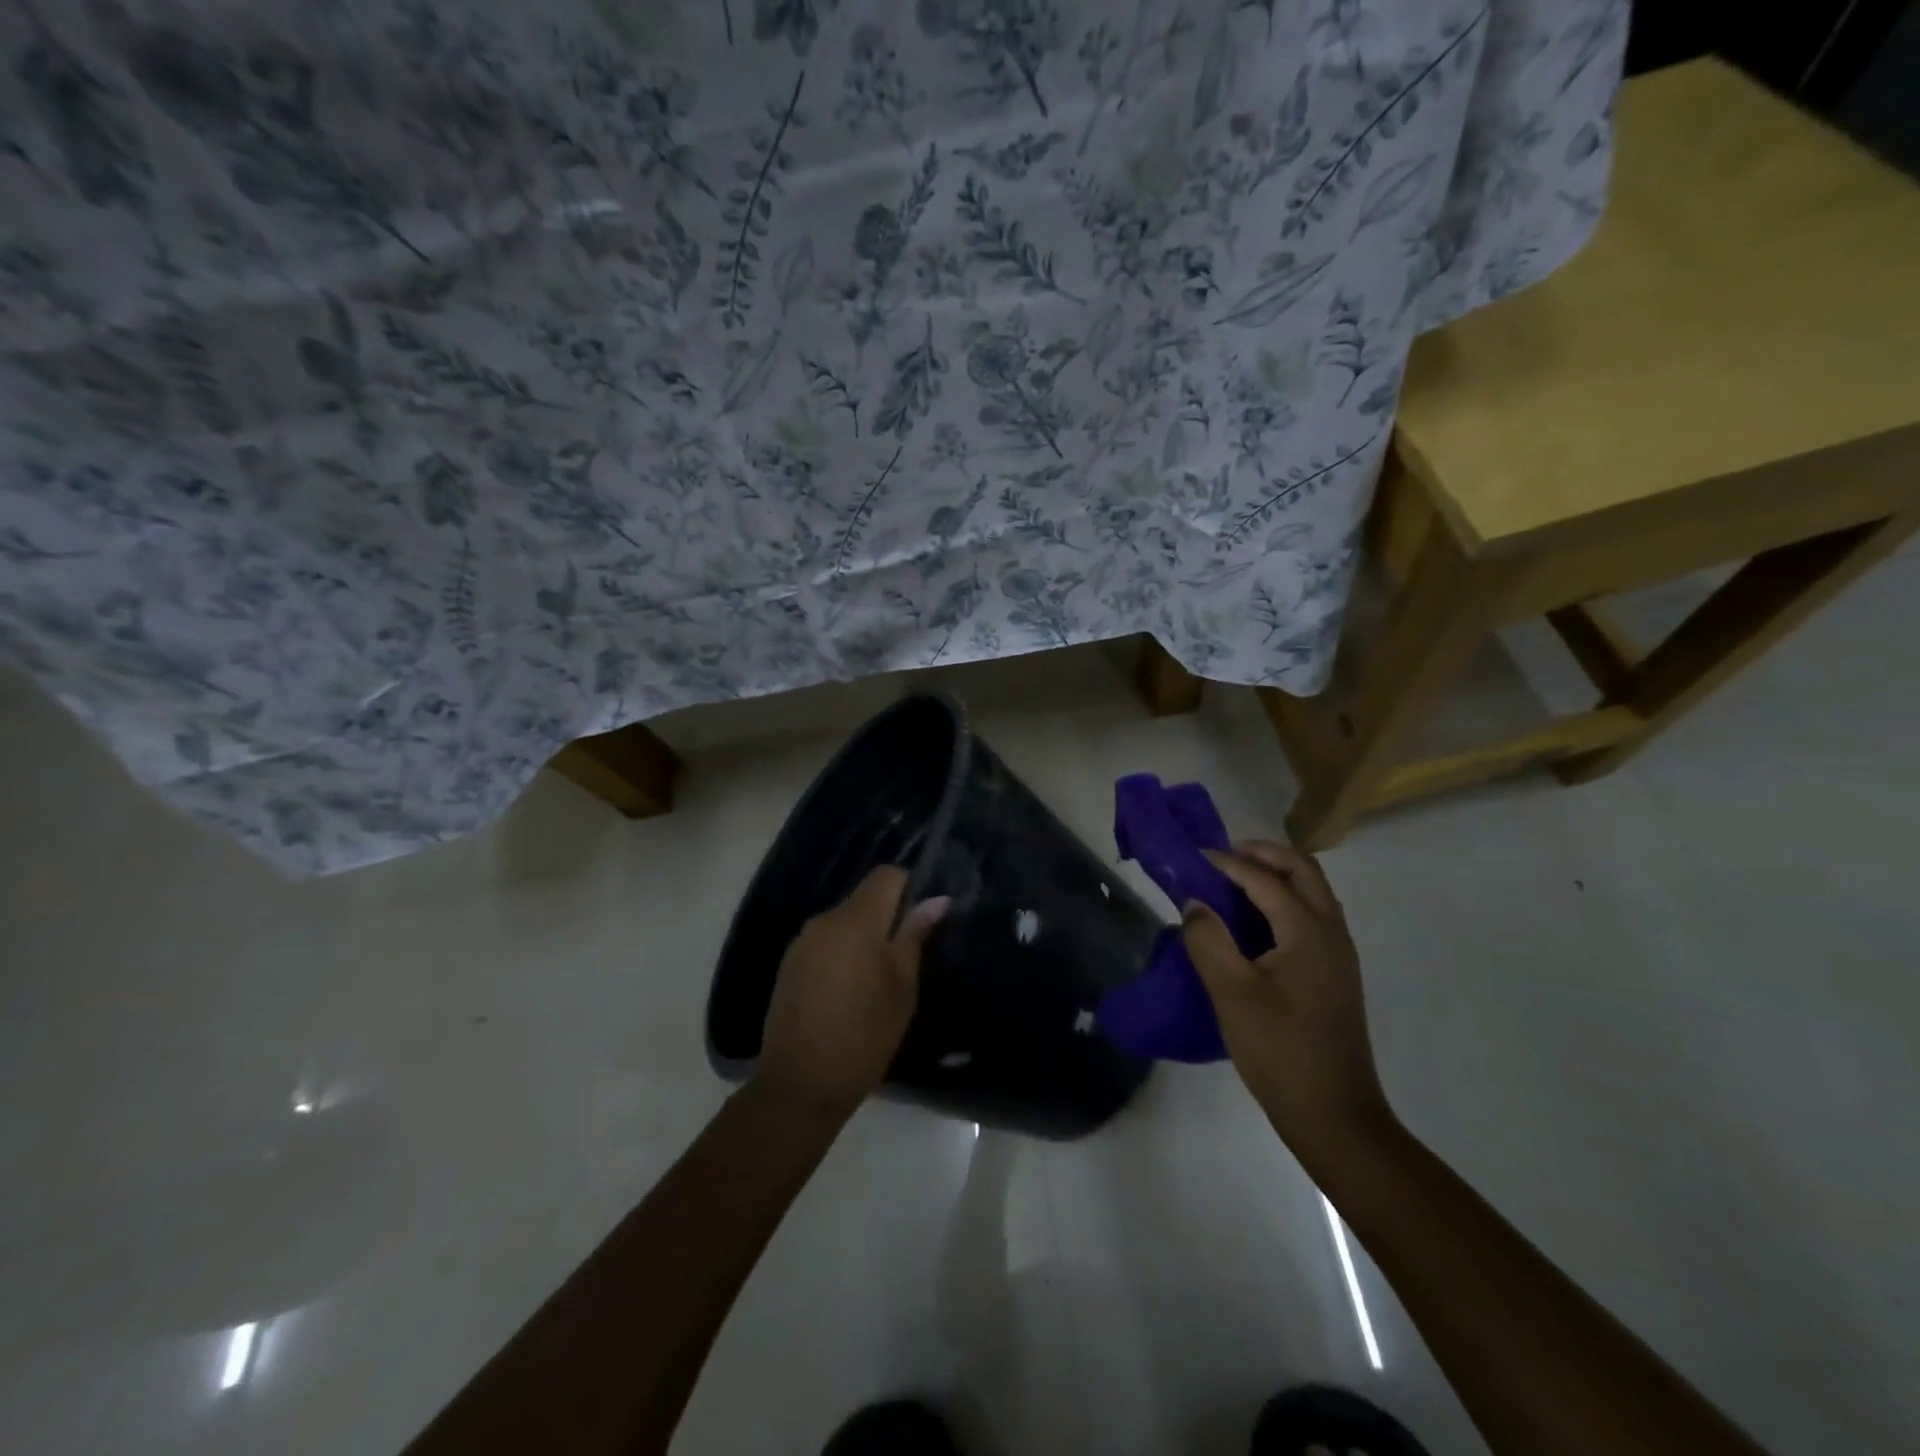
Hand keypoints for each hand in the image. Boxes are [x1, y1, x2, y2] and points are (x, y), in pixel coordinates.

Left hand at [755, 867, 950, 1117]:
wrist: (800, 1084)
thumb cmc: (864, 1034)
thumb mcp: (902, 987)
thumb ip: (915, 935)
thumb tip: (936, 899)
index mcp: (856, 920)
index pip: (886, 875)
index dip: (909, 887)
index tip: (922, 918)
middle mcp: (825, 920)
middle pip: (864, 898)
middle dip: (887, 916)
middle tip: (906, 955)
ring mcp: (802, 942)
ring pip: (844, 921)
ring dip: (864, 937)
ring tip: (877, 978)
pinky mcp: (789, 964)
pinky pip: (825, 942)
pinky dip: (842, 953)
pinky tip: (848, 990)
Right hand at [1183, 841, 1393, 1166]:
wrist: (1334, 1115)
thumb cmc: (1279, 1050)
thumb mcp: (1231, 993)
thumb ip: (1208, 940)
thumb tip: (1195, 904)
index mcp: (1308, 932)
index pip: (1265, 879)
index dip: (1227, 863)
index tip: (1192, 857)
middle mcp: (1332, 933)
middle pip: (1303, 871)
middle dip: (1263, 855)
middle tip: (1222, 858)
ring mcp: (1338, 955)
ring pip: (1312, 893)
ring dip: (1276, 876)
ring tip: (1232, 883)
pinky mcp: (1335, 975)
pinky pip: (1311, 917)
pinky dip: (1284, 902)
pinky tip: (1253, 923)